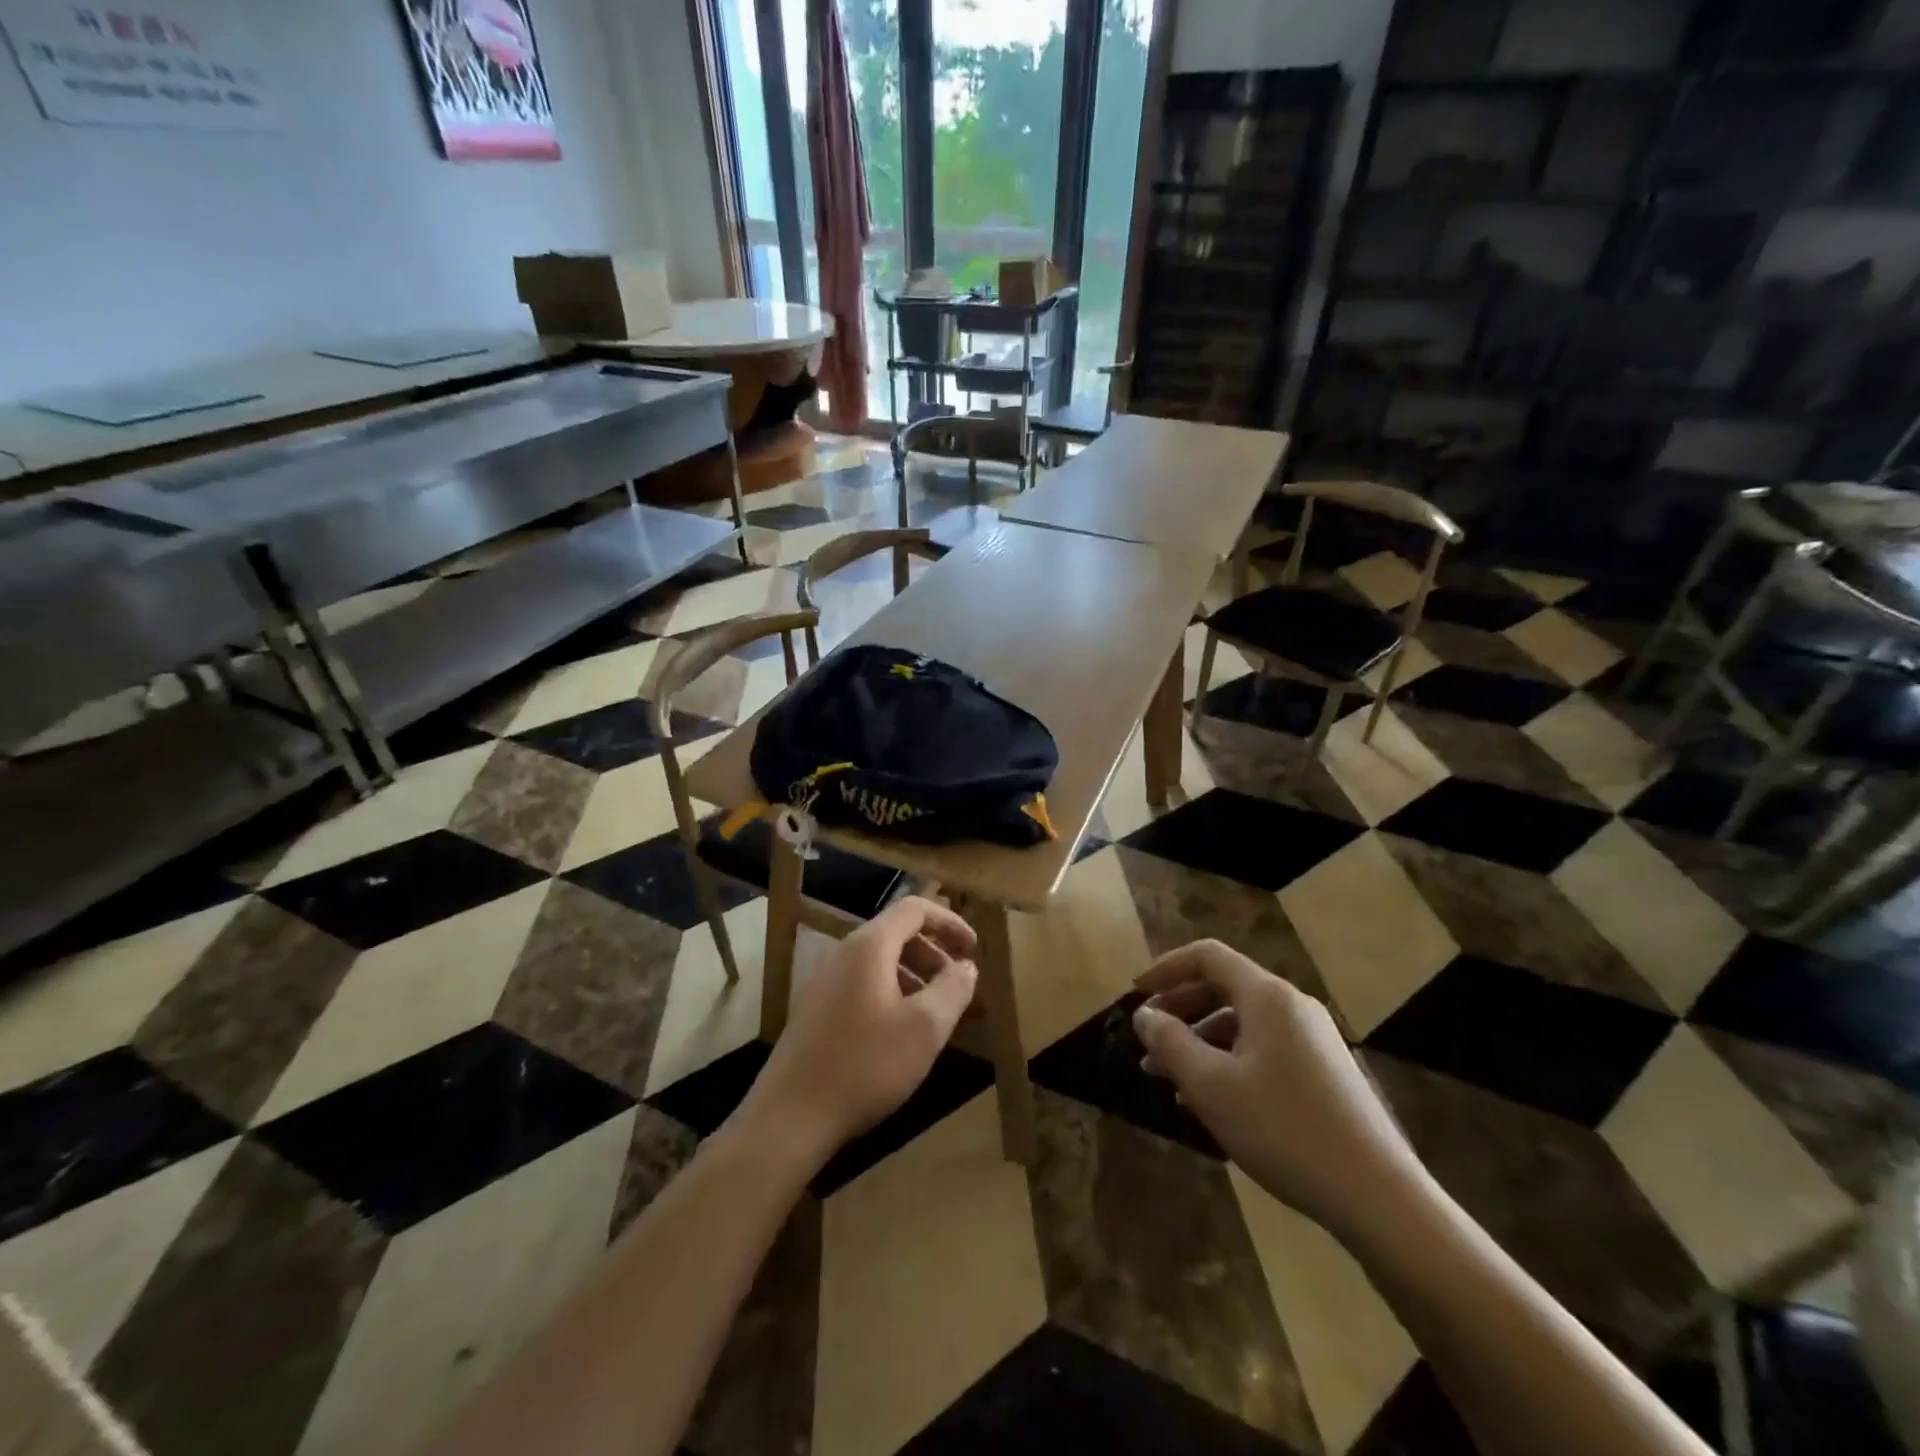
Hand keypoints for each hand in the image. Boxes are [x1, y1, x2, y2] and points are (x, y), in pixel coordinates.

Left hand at [740, 896, 978, 1161]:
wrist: (790, 1117)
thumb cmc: (866, 1064)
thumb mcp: (925, 1028)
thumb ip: (953, 989)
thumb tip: (967, 966)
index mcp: (869, 946)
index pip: (914, 908)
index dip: (949, 922)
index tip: (974, 948)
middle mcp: (843, 954)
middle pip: (896, 933)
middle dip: (934, 952)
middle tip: (958, 986)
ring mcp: (825, 982)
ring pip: (879, 962)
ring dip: (914, 976)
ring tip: (936, 1013)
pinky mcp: (816, 1011)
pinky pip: (863, 985)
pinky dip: (892, 994)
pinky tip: (902, 1034)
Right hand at [1133, 940, 1427, 1245]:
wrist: (1378, 1198)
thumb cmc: (1284, 1130)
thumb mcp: (1211, 1086)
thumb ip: (1170, 1042)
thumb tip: (1144, 1015)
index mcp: (1266, 996)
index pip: (1207, 956)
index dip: (1166, 968)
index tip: (1135, 994)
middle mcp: (1292, 1007)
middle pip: (1223, 987)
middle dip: (1179, 1009)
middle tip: (1147, 1040)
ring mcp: (1313, 1040)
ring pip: (1241, 1023)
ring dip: (1200, 1041)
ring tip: (1168, 1079)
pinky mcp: (1324, 1073)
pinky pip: (1263, 1049)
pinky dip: (1228, 1061)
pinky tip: (1211, 1101)